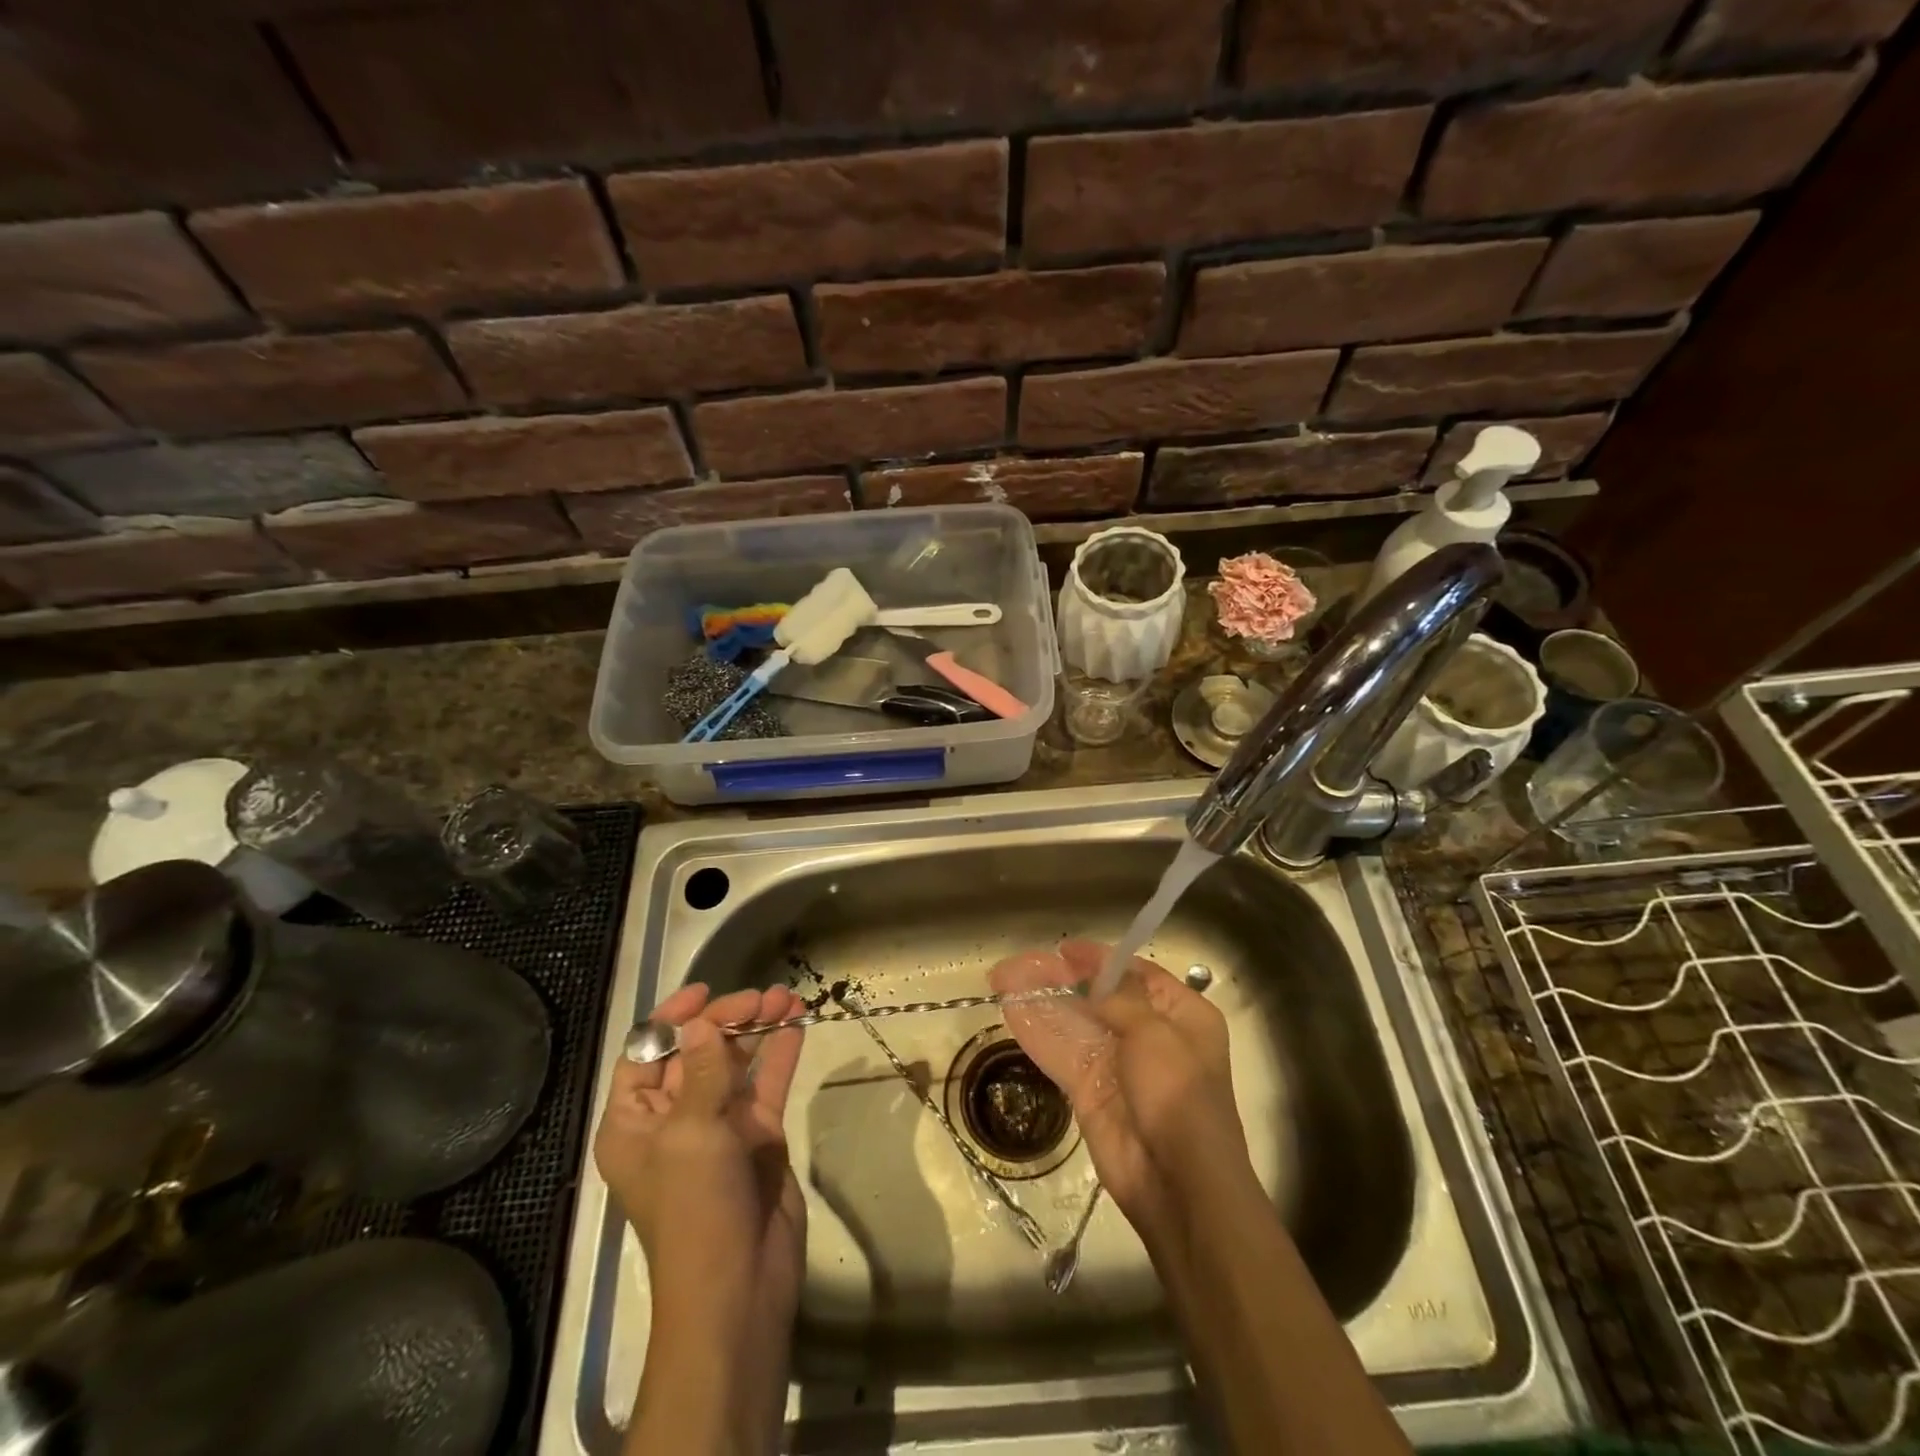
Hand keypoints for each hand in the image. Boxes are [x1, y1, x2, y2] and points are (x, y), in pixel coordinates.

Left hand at [593, 982, 805, 1363]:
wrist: (739, 1287)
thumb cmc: (695, 1209)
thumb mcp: (691, 1134)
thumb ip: (702, 1072)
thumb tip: (703, 1023)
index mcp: (635, 1122)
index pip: (645, 1054)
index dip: (671, 1019)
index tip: (705, 992)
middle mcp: (674, 1118)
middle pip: (697, 1051)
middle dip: (727, 1019)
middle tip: (761, 997)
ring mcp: (719, 1126)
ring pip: (736, 1062)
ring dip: (758, 1028)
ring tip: (787, 997)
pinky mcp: (757, 1135)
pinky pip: (767, 1083)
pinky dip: (780, 1052)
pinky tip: (797, 1024)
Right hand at [989, 940, 1251, 1240]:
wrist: (1179, 1185)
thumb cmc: (1180, 1097)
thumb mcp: (1156, 1035)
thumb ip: (1121, 999)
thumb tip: (1094, 976)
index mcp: (1180, 1015)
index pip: (1135, 974)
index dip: (1099, 959)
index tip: (1064, 950)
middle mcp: (1148, 1034)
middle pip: (1097, 995)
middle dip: (1059, 977)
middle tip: (1018, 964)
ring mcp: (1116, 1063)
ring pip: (1072, 1021)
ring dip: (1039, 999)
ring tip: (1002, 978)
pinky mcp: (1089, 1090)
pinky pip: (1060, 1053)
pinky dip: (1036, 1032)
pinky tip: (1010, 1010)